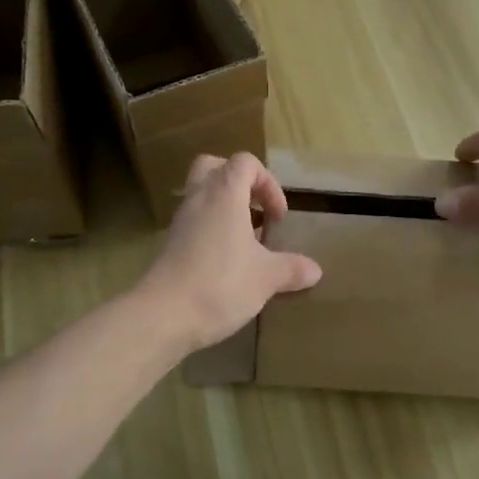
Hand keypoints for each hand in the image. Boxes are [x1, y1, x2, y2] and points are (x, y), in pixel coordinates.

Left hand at [137, 153, 322, 350]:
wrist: (163, 315)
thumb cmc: (220, 284)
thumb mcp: (266, 278)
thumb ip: (291, 269)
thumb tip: (315, 270)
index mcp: (224, 194)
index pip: (245, 162)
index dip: (268, 183)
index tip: (277, 217)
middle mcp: (199, 199)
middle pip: (215, 167)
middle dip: (240, 184)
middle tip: (256, 211)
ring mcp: (180, 222)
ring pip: (202, 196)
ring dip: (226, 210)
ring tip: (246, 241)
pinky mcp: (169, 245)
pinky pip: (193, 222)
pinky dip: (211, 231)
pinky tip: (226, 262)